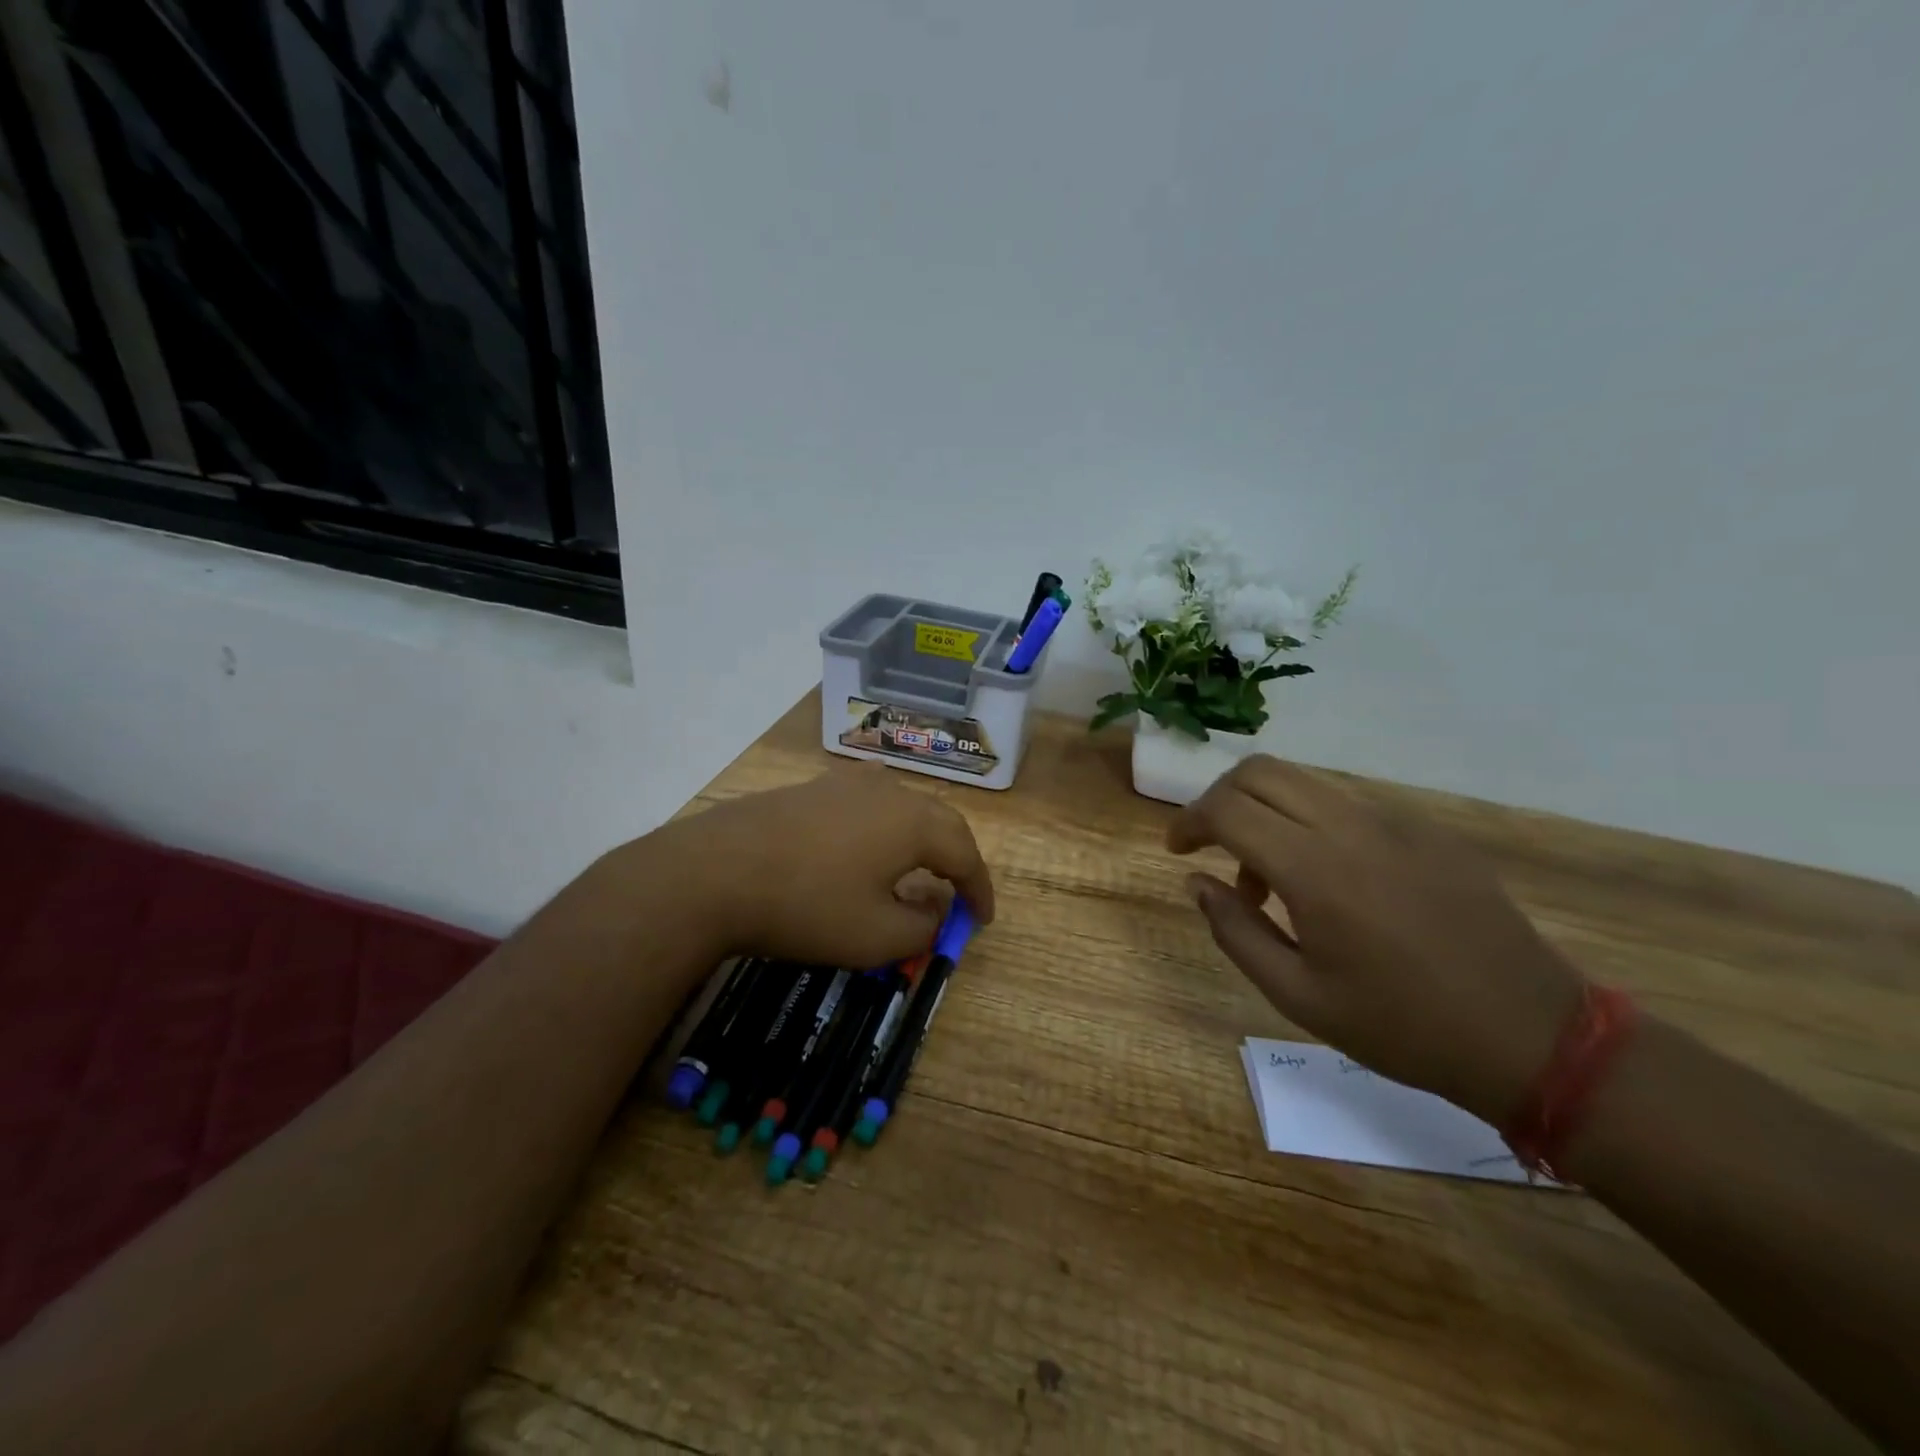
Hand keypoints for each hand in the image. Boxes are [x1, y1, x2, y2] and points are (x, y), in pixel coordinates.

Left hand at [638, 763, 994, 968]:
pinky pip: (867, 805)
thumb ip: (922, 927)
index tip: (981, 920)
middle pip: (938, 821)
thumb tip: (936, 910)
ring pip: (903, 806)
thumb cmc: (807, 906)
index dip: (979, 889)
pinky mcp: (811, 788)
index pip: (965, 853)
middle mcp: (887, 791)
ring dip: (920, 839)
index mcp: (913, 822)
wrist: (713, 872)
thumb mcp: (875, 937)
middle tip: (959, 893)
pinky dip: (884, 830)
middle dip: (956, 858)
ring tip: (919, 869)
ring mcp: (845, 783)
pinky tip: (866, 849)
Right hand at [1168, 755, 1584, 1124]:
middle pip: (1260, 771)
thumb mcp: (1298, 996)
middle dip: (1220, 799)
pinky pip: (1348, 803)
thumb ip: (1235, 931)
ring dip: (1267, 811)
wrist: (1531, 1036)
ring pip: (1304, 781)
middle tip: (1213, 847)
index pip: (1227, 808)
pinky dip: (1312, 822)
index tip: (1177, 851)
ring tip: (1272, 879)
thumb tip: (1196, 883)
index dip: (1189, 821)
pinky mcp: (1427, 829)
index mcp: (1314, 869)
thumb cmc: (1402, 1026)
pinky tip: (1329, 880)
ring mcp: (1395, 821)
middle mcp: (1350, 826)